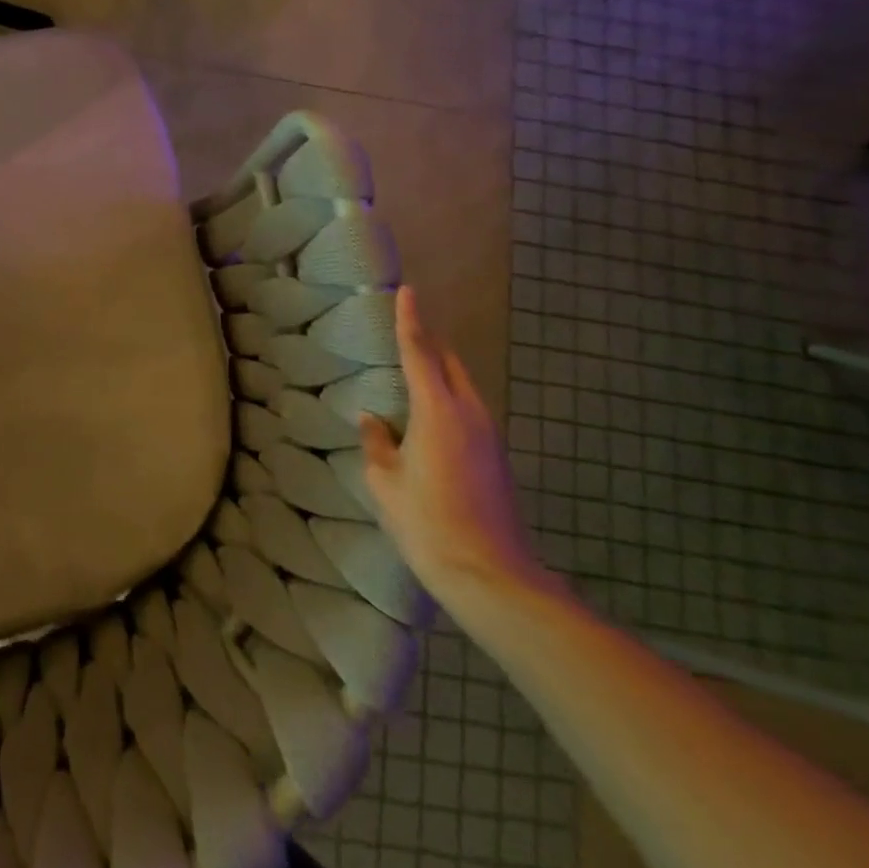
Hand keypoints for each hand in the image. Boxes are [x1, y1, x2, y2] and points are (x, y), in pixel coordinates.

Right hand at [360, 288, 553, 609]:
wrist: (490, 575)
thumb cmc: (427, 523)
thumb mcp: (385, 482)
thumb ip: (376, 443)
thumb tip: (372, 419)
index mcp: (437, 411)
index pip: (419, 352)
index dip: (409, 320)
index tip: (407, 291)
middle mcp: (469, 412)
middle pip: (448, 362)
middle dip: (428, 341)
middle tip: (404, 330)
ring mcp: (488, 434)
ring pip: (461, 385)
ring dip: (439, 371)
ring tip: (412, 371)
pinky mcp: (496, 456)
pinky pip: (468, 409)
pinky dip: (447, 397)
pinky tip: (428, 417)